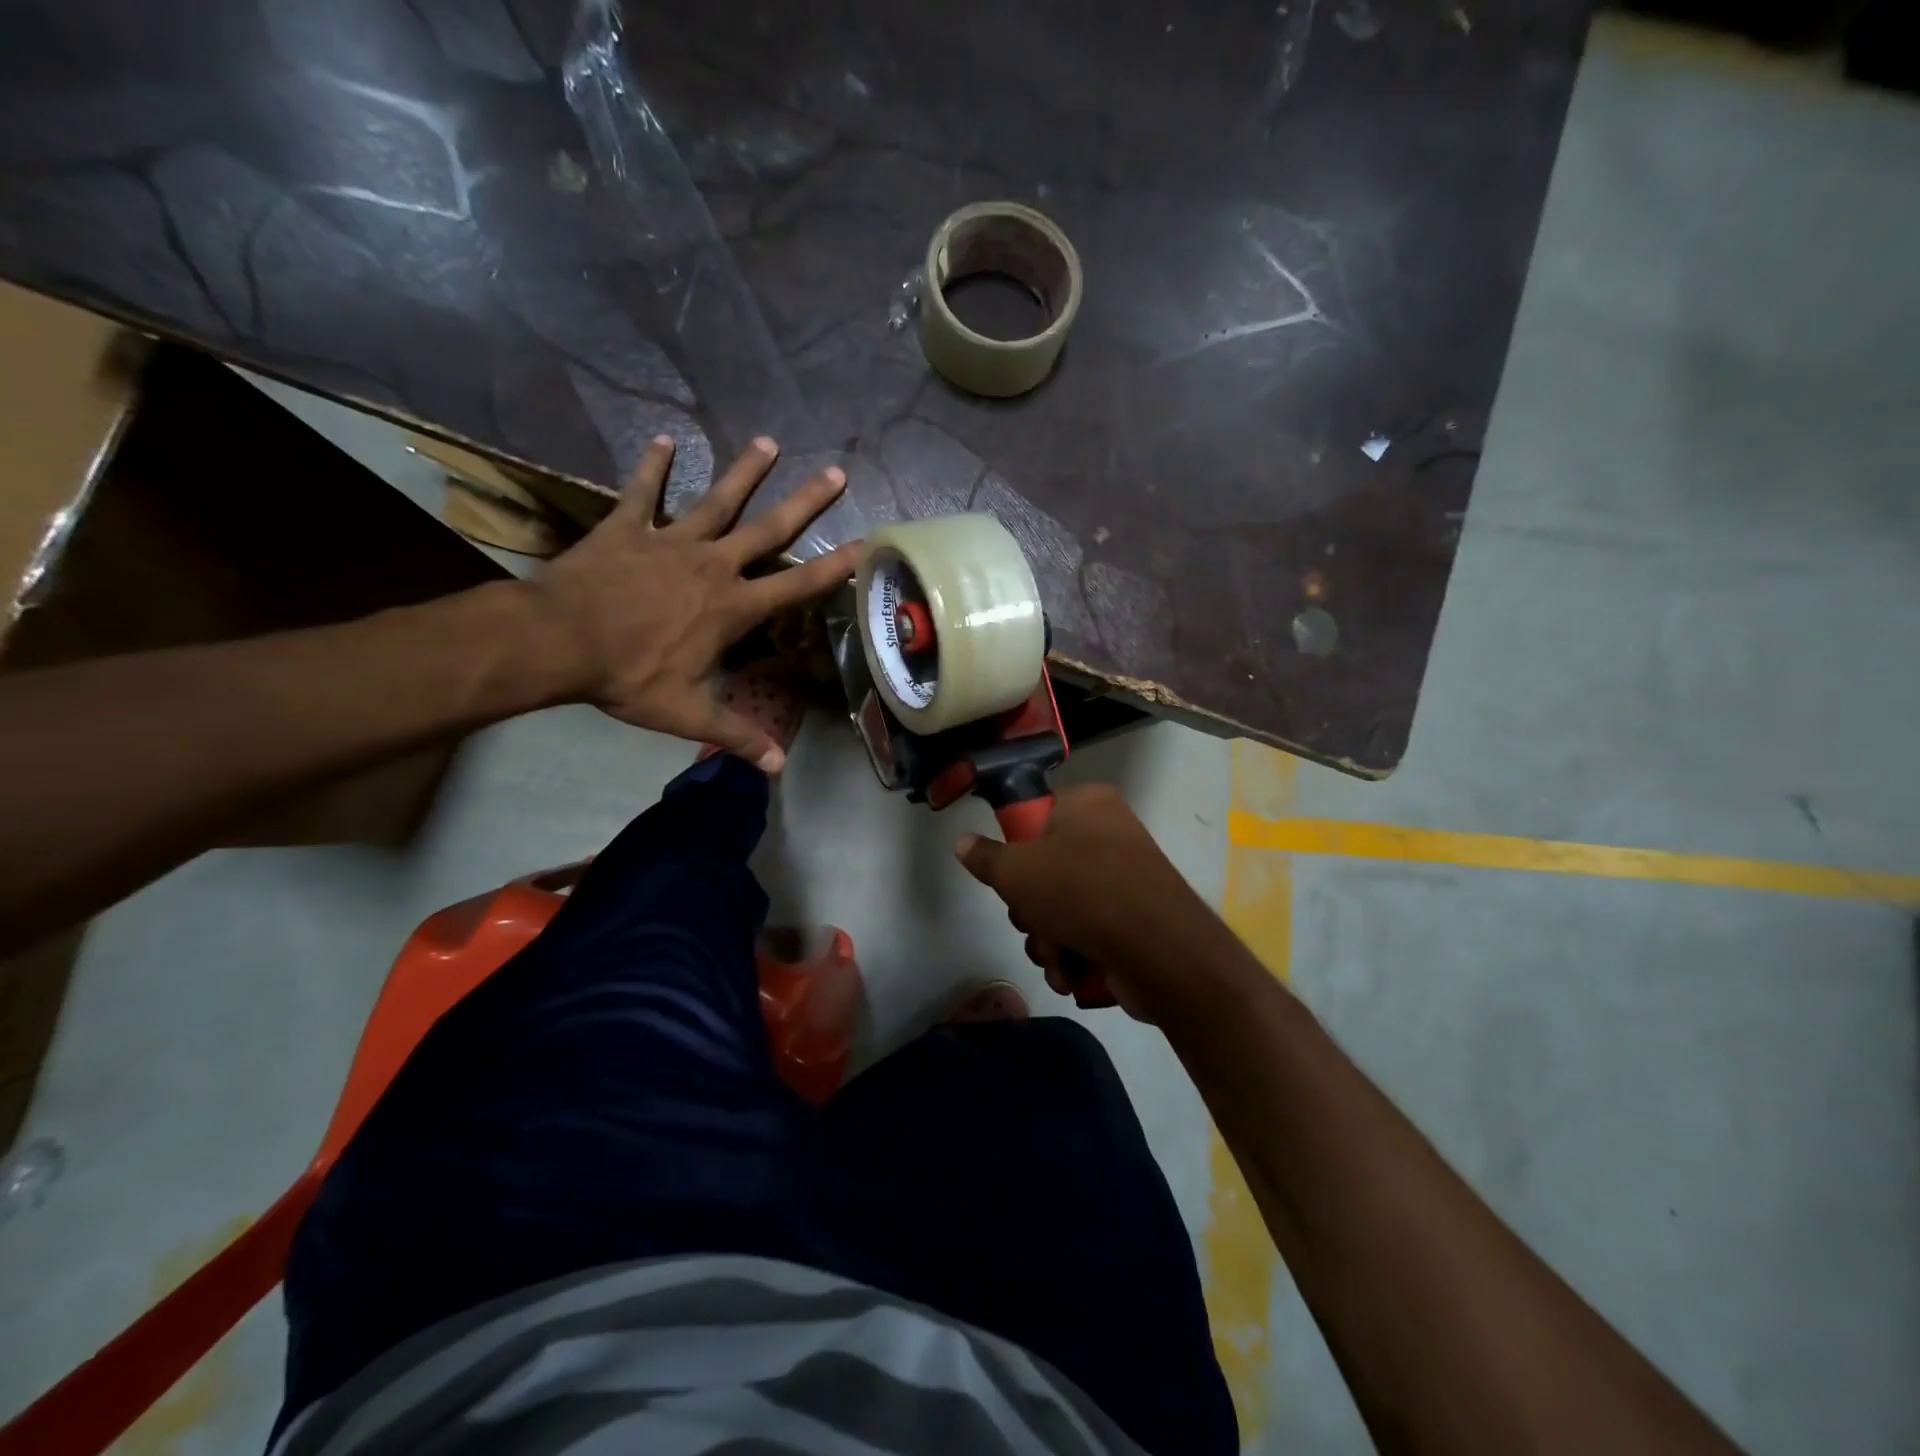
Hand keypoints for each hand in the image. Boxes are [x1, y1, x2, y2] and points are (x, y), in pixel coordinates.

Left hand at [525, 434, 858, 770]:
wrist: (558, 640)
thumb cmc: (628, 676)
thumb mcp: (687, 713)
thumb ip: (737, 734)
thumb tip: (778, 768)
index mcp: (732, 607)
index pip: (796, 586)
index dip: (834, 567)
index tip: (865, 543)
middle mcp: (712, 565)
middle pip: (769, 529)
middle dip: (805, 501)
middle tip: (835, 471)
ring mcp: (670, 541)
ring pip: (717, 500)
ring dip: (743, 472)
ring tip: (767, 442)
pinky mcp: (628, 528)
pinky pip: (643, 492)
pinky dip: (652, 466)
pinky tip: (664, 439)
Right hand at [954, 783, 1227, 1020]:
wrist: (1159, 951)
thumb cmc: (1081, 891)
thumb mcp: (1015, 870)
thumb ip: (985, 857)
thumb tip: (962, 842)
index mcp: (1088, 804)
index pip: (1036, 815)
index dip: (1017, 848)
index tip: (1011, 874)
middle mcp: (1109, 834)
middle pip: (1044, 869)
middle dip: (1030, 909)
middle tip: (1032, 919)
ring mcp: (1125, 879)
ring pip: (1060, 908)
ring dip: (1047, 939)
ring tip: (1057, 954)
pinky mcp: (1134, 921)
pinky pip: (1087, 932)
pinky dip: (1073, 955)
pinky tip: (1072, 972)